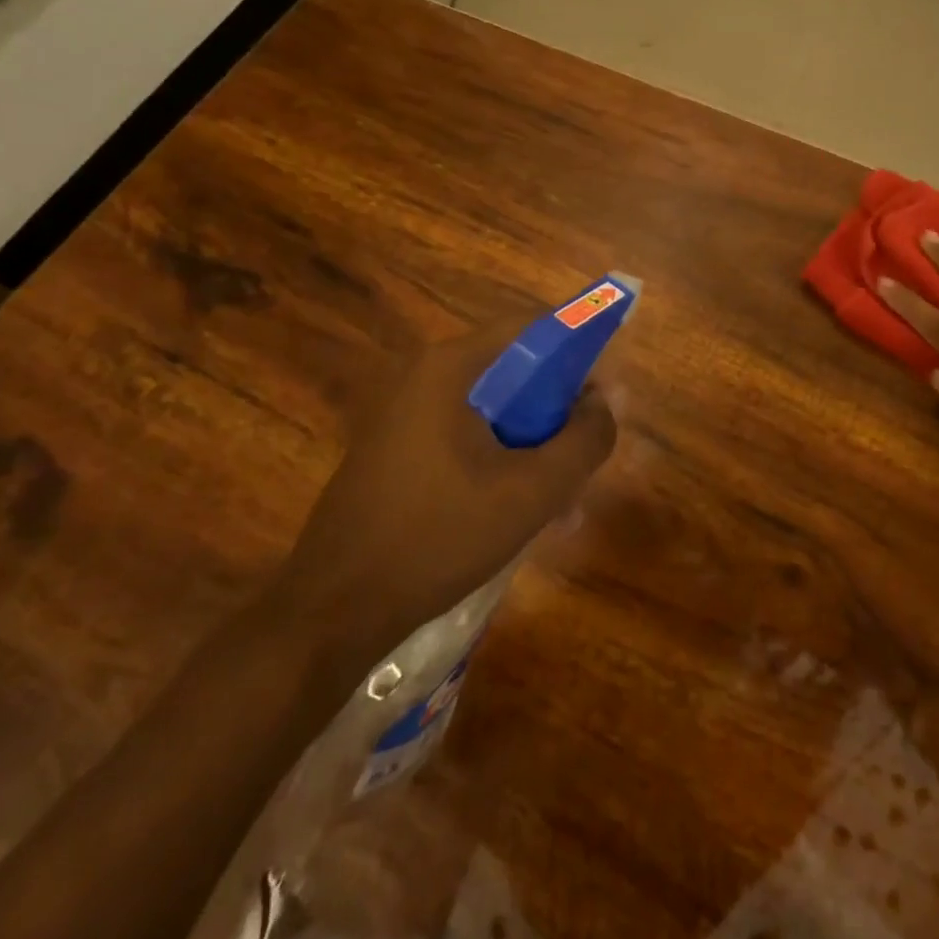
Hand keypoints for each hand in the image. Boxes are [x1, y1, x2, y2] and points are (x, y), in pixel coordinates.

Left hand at [266, 324, 625, 673]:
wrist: (333, 610)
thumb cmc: (438, 538)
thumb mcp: (532, 492)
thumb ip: (584, 440)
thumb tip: (604, 403)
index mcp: (452, 368)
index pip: (533, 328)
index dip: (579, 352)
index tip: (604, 399)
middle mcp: (426, 376)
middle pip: (515, 370)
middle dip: (559, 410)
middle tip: (585, 455)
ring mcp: (406, 413)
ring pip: (494, 409)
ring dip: (535, 442)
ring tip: (560, 498)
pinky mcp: (398, 448)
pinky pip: (467, 435)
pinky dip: (502, 458)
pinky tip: (519, 510)